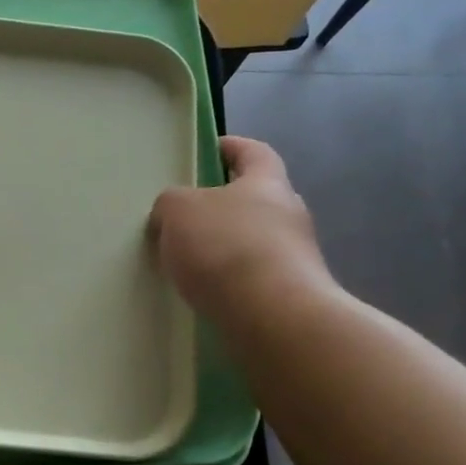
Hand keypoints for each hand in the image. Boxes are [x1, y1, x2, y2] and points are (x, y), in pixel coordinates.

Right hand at [149, 136, 337, 330]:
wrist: (273, 317)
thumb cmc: (226, 247)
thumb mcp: (179, 211)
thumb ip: (170, 203)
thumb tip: (171, 214)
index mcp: (267, 182)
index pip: (254, 152)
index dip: (232, 147)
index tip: (209, 150)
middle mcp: (289, 214)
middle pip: (254, 198)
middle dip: (221, 205)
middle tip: (184, 215)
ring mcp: (294, 257)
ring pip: (252, 240)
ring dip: (224, 247)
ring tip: (186, 261)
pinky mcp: (289, 294)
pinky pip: (251, 277)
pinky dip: (228, 280)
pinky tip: (203, 293)